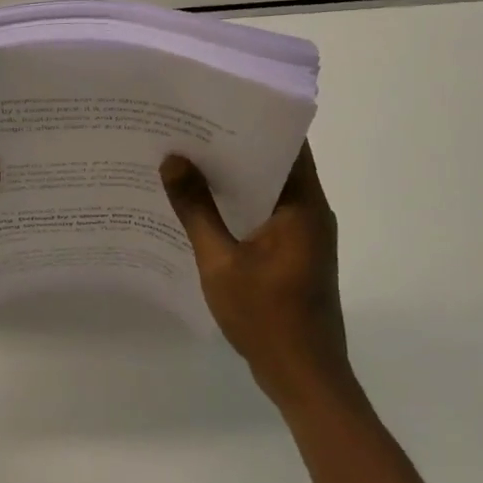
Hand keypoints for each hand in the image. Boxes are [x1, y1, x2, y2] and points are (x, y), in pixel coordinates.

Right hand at [161, 143, 351, 403]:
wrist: (305, 381)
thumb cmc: (268, 318)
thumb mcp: (221, 262)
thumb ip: (196, 210)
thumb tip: (173, 160)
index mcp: (303, 206)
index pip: (288, 143)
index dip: (256, 118)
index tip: (217, 102)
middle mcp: (310, 212)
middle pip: (275, 162)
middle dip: (235, 144)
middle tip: (190, 126)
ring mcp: (304, 235)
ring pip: (269, 189)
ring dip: (235, 175)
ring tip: (189, 157)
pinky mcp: (294, 254)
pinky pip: (266, 213)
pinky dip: (239, 203)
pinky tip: (202, 203)